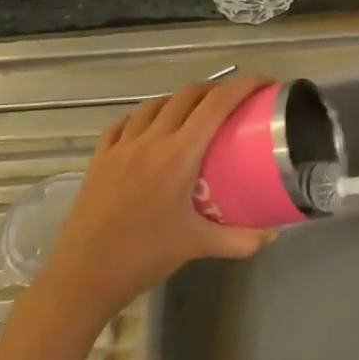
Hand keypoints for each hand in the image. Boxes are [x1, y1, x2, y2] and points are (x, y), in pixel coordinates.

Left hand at [39, 75, 277, 321]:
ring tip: (197, 115)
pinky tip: (152, 129)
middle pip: (188, 95)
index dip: (243, 86)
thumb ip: (240, 239)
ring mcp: (121, 146)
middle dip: (216, 90)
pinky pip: (126, 122)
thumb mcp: (198, 246)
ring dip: (181, 101)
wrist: (84, 274)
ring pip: (156, 104)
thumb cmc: (144, 256)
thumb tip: (274, 232)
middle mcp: (150, 140)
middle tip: (236, 103)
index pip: (216, 105)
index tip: (264, 84)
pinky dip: (146, 116)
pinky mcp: (100, 157)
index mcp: (178, 155)